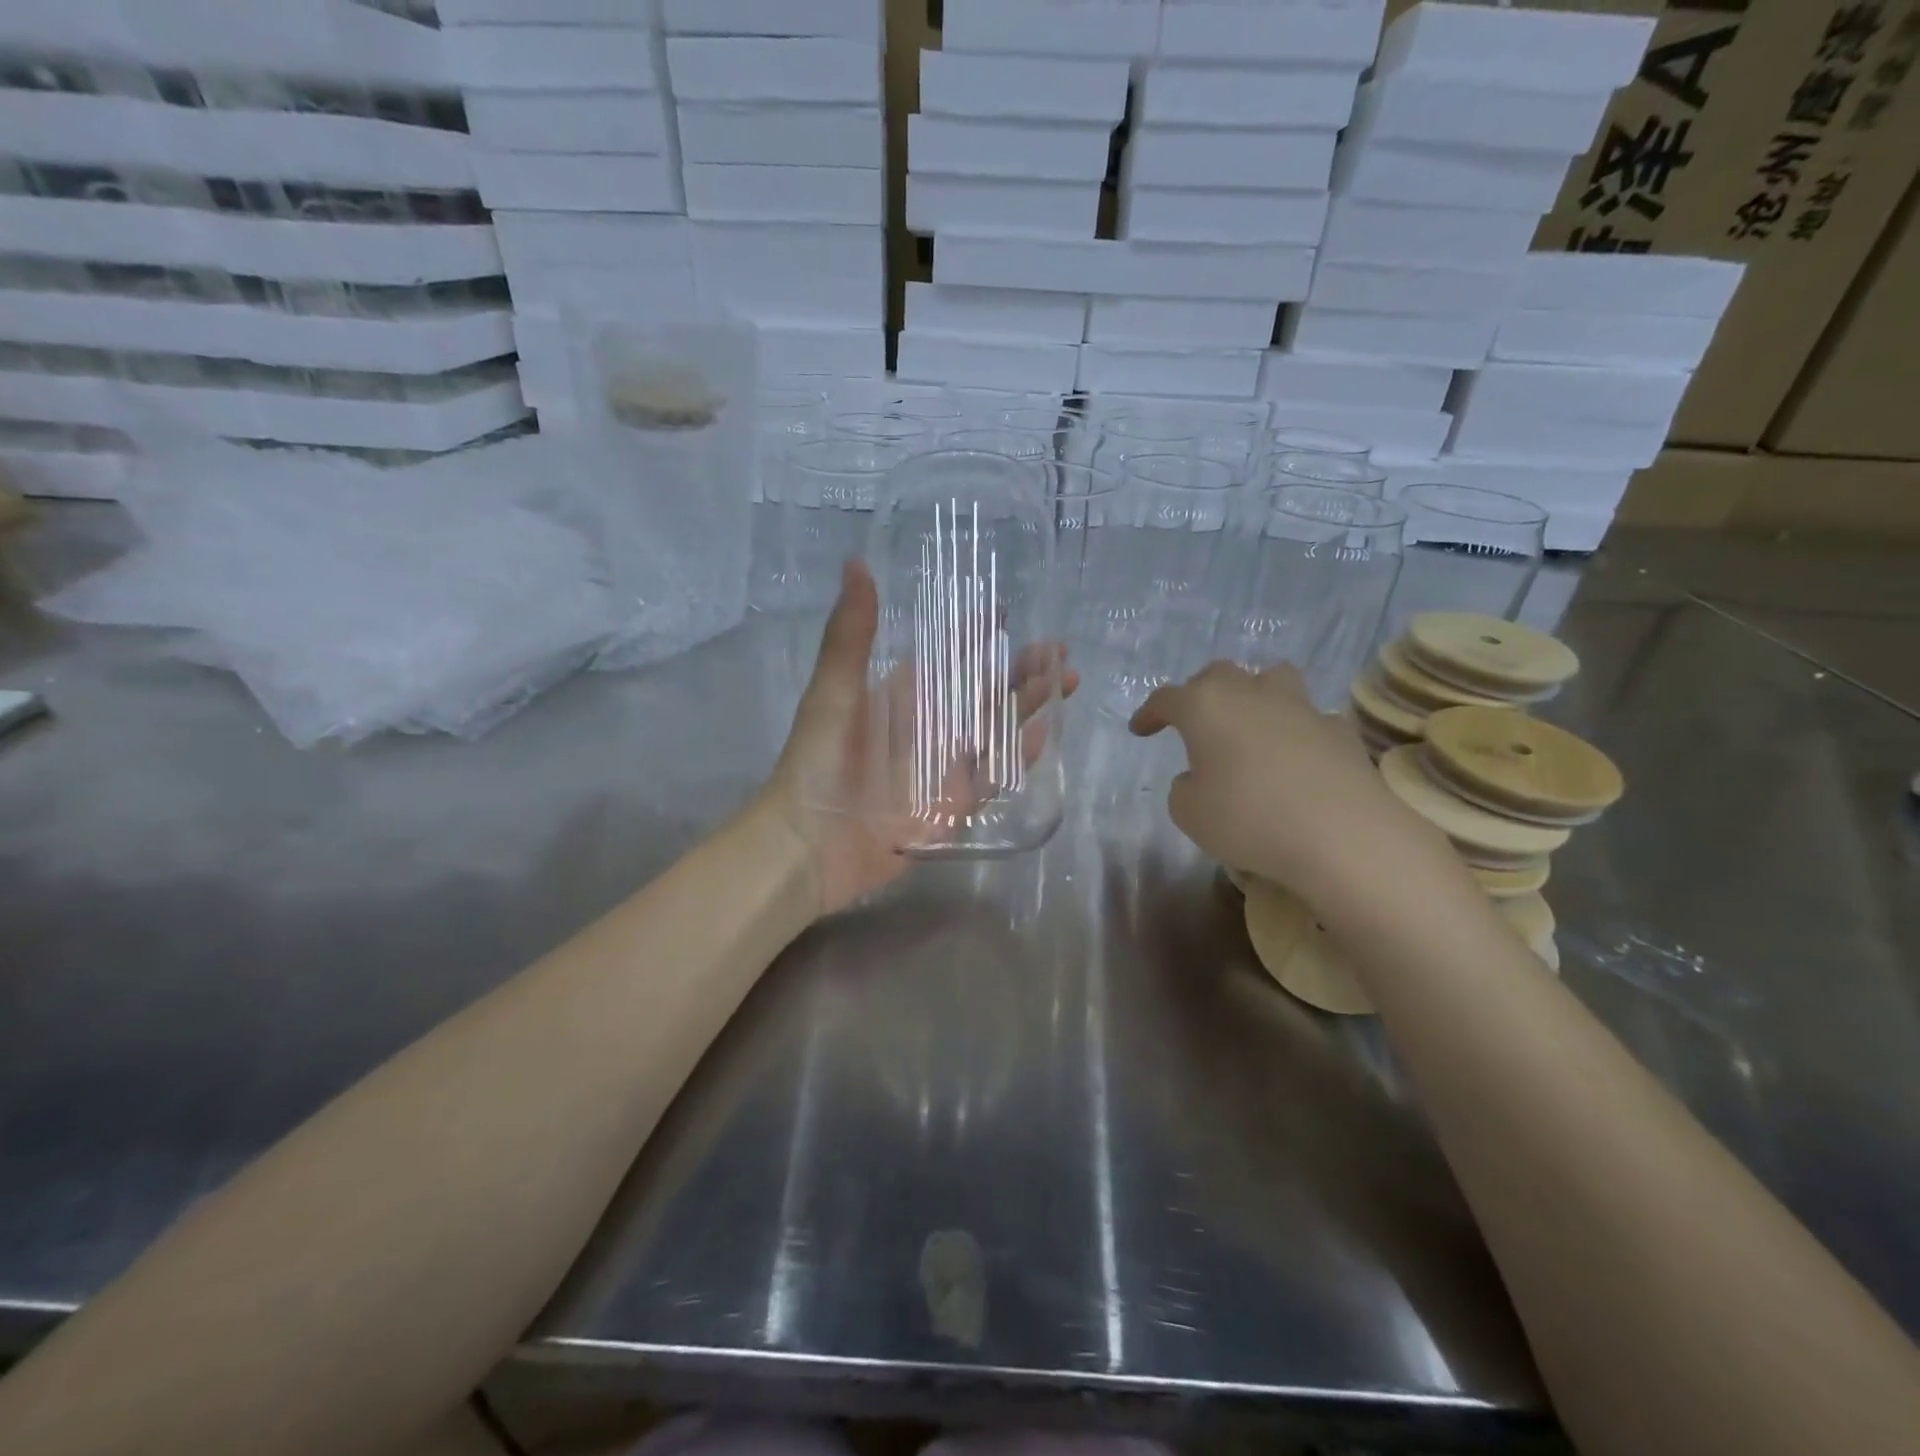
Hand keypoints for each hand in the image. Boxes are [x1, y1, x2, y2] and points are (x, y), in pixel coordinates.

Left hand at [761, 560, 1077, 916]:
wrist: (807, 845)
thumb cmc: (816, 763)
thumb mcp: (834, 692)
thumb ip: (850, 634)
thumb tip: (856, 563)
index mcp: (900, 698)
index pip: (947, 659)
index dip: (974, 635)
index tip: (1004, 610)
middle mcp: (927, 729)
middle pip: (983, 694)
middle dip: (1021, 670)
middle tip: (1058, 648)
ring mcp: (943, 769)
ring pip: (996, 731)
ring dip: (1029, 706)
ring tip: (1065, 680)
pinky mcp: (952, 807)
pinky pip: (993, 778)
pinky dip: (1020, 757)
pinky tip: (1046, 734)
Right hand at [1130, 661, 1449, 908]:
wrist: (1341, 835)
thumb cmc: (1248, 818)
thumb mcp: (1188, 813)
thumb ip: (1184, 788)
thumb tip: (1199, 778)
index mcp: (1205, 707)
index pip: (1167, 698)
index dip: (1150, 713)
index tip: (1140, 730)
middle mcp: (1250, 694)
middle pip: (1218, 675)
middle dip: (1200, 693)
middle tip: (1193, 721)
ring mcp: (1299, 707)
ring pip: (1270, 677)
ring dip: (1253, 692)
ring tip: (1249, 721)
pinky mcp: (1338, 729)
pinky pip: (1308, 717)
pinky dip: (1294, 730)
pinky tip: (1294, 758)